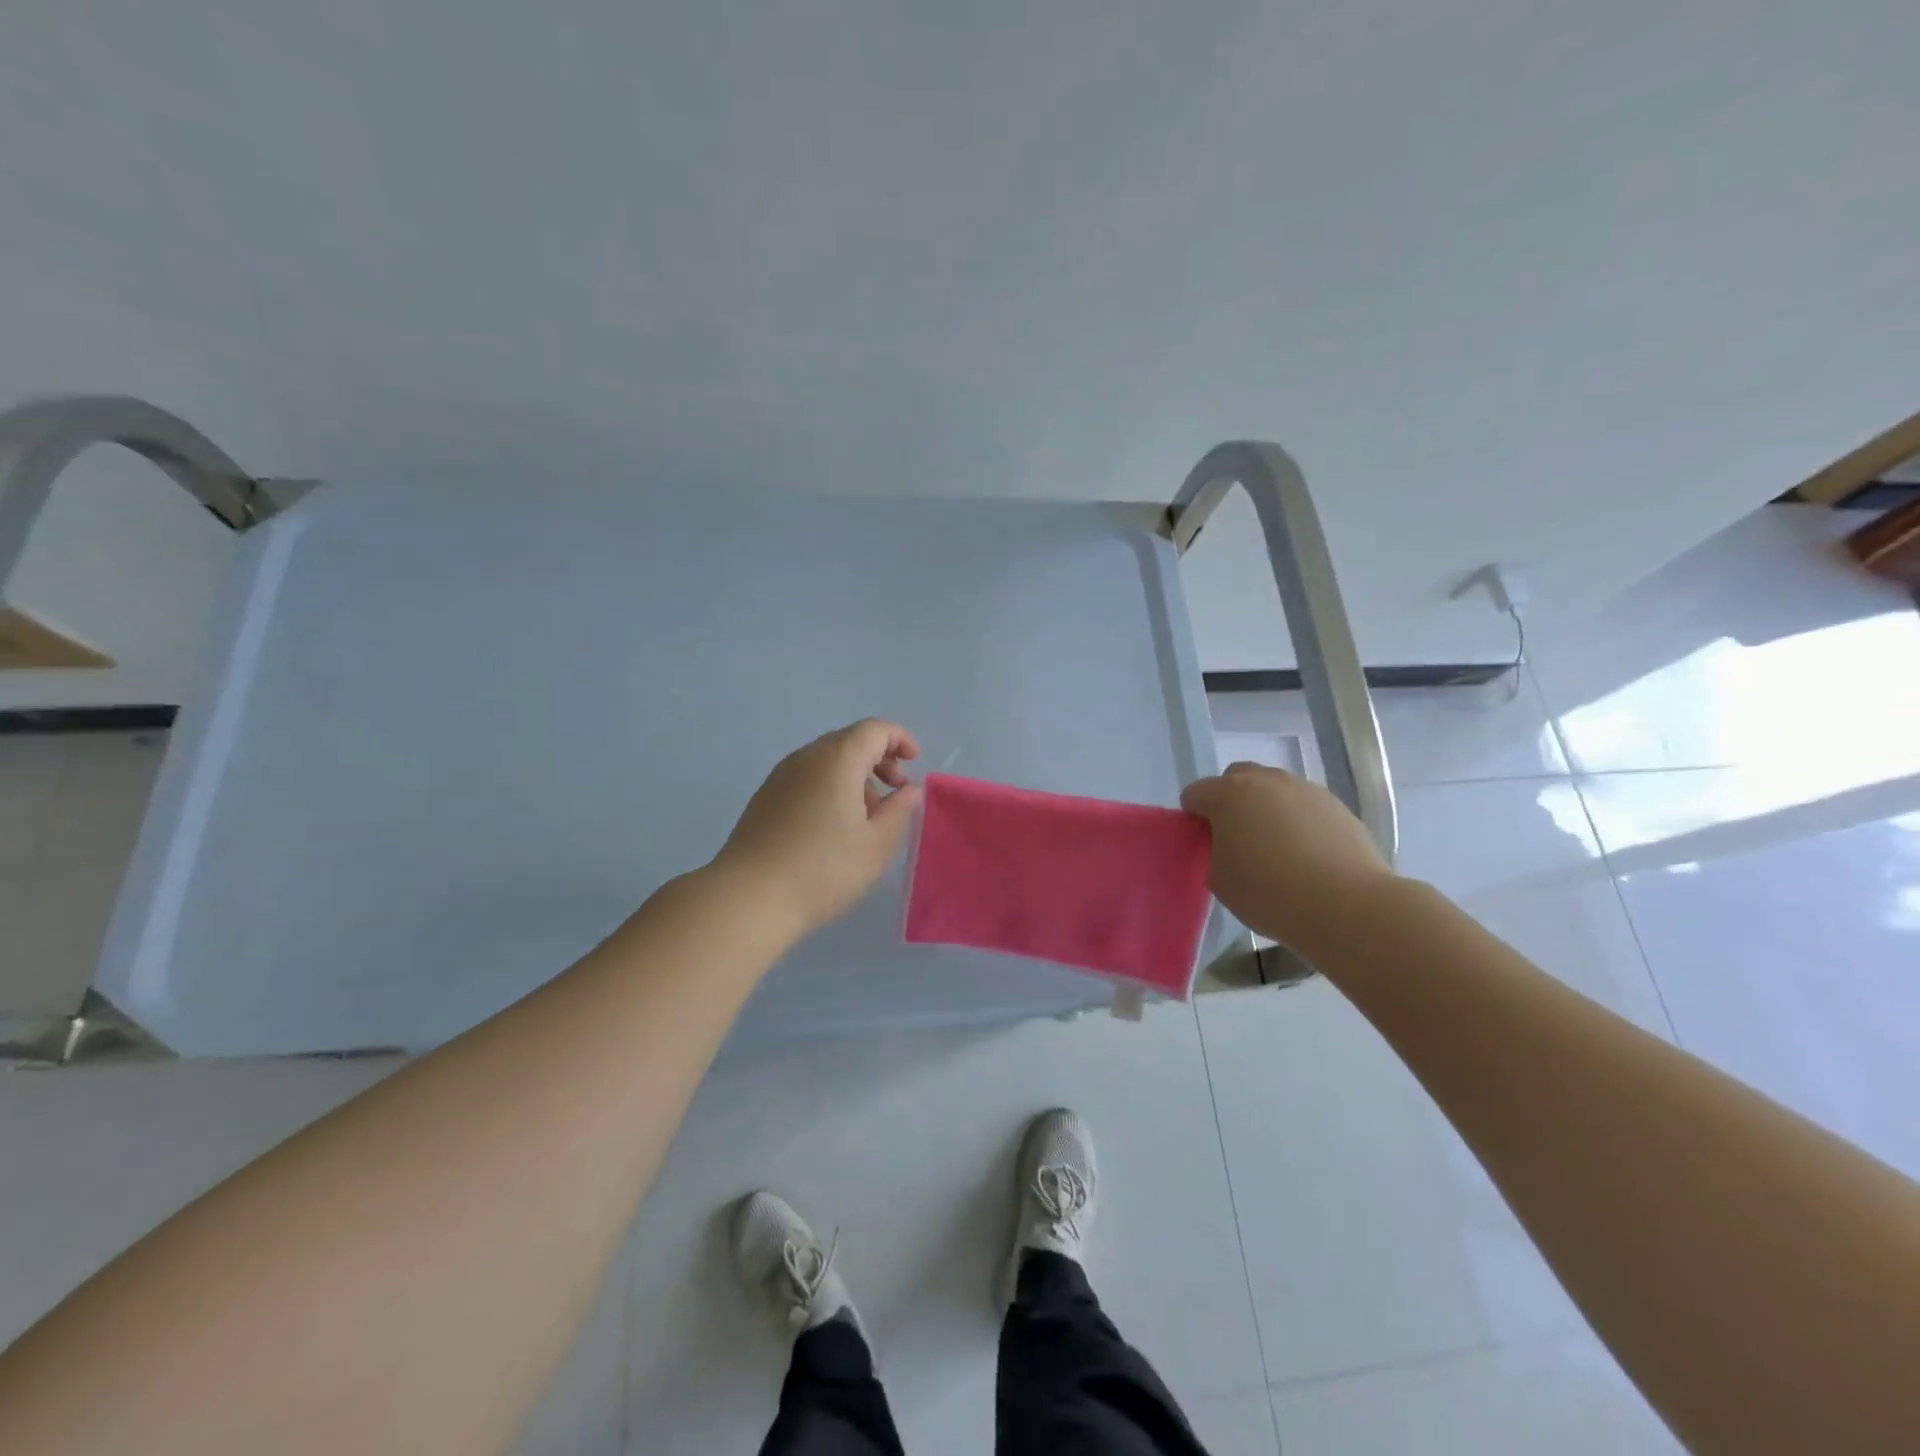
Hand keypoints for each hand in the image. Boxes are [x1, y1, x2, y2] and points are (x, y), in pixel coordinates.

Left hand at [715, 719, 923, 938]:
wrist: (748, 898)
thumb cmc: (823, 870)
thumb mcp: (877, 845)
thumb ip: (900, 811)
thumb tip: (908, 790)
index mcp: (837, 760)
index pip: (874, 730)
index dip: (899, 739)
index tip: (914, 765)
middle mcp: (806, 757)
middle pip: (849, 740)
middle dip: (879, 758)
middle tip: (895, 791)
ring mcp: (781, 776)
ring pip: (827, 760)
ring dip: (855, 775)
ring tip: (867, 816)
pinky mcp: (765, 798)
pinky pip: (807, 777)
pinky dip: (830, 786)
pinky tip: (834, 826)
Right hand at [1180, 762, 1394, 951]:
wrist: (1345, 905)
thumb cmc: (1269, 893)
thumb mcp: (1220, 881)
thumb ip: (1214, 854)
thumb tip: (1228, 846)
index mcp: (1228, 794)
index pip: (1195, 794)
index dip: (1195, 818)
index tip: (1206, 846)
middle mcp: (1266, 780)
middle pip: (1236, 778)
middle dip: (1231, 801)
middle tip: (1238, 839)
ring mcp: (1305, 789)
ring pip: (1274, 790)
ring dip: (1268, 809)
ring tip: (1279, 849)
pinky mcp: (1336, 804)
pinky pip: (1305, 806)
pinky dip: (1299, 821)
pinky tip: (1309, 855)